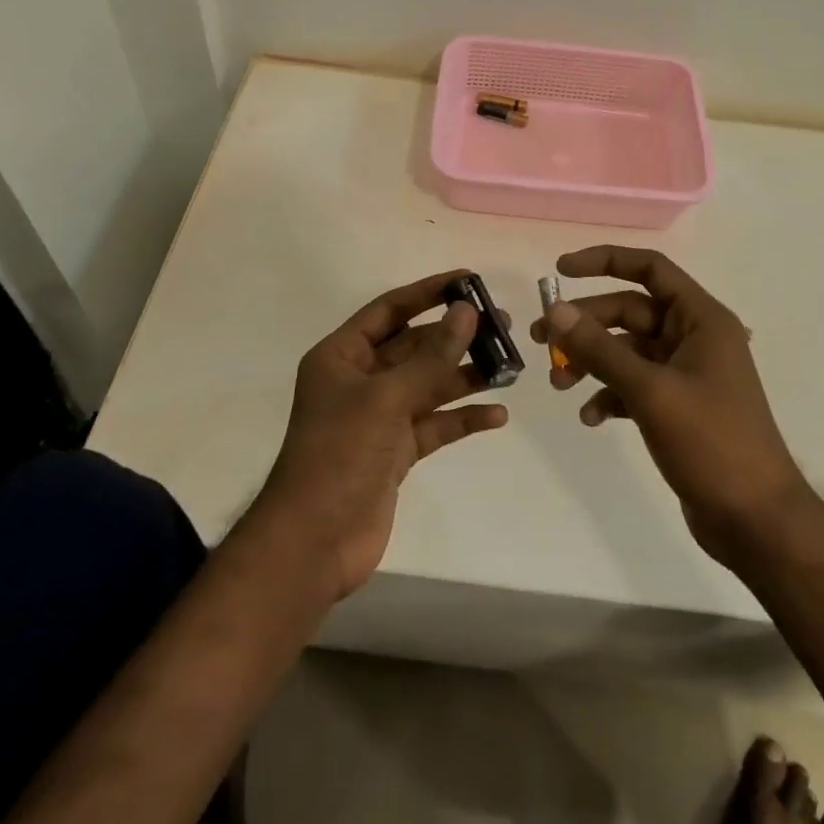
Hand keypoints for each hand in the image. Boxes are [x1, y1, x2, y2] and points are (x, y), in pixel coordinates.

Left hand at [254, 271, 509, 600]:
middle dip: (455, 336)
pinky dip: (462, 419)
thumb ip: (430, 358)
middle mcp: (360, 381)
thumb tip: (467, 311)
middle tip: (502, 324)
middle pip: (414, 347)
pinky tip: (497, 415)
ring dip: (465, 375)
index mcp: (342, 356)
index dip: (428, 292)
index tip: (469, 280)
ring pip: (429, 385)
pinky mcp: (395, 452)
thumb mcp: (385, 399)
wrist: (313, 543)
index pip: (390, 310)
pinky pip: (434, 425)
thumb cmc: (339, 455)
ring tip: (510, 364)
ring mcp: (379, 417)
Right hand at [531, 247, 813, 566]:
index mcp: (701, 320)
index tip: (560, 270)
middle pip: (630, 312)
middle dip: (585, 324)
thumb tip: (556, 310)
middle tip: (540, 340)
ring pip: (627, 351)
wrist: (756, 521)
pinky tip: (590, 417)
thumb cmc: (711, 443)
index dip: (605, 261)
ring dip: (591, 362)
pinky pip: (633, 385)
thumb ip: (600, 348)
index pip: (650, 269)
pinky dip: (608, 394)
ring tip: (558, 384)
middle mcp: (694, 338)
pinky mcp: (678, 407)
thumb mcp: (650, 391)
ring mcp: (686, 374)